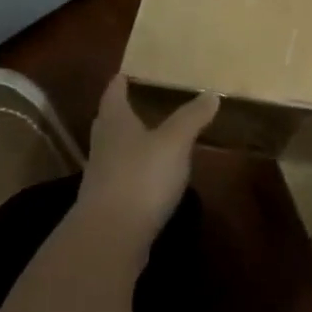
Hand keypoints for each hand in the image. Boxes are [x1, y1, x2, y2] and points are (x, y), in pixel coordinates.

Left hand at [73, 75, 219, 253]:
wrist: (110, 238)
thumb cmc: (141, 177)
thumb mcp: (175, 142)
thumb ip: (192, 117)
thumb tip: (210, 93)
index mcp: (115, 122)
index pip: (114, 93)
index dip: (121, 81)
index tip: (126, 73)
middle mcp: (102, 145)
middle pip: (109, 121)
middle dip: (122, 111)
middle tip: (140, 101)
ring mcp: (101, 177)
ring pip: (113, 151)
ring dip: (128, 143)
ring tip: (150, 138)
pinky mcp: (106, 205)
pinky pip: (120, 178)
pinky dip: (133, 172)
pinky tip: (150, 177)